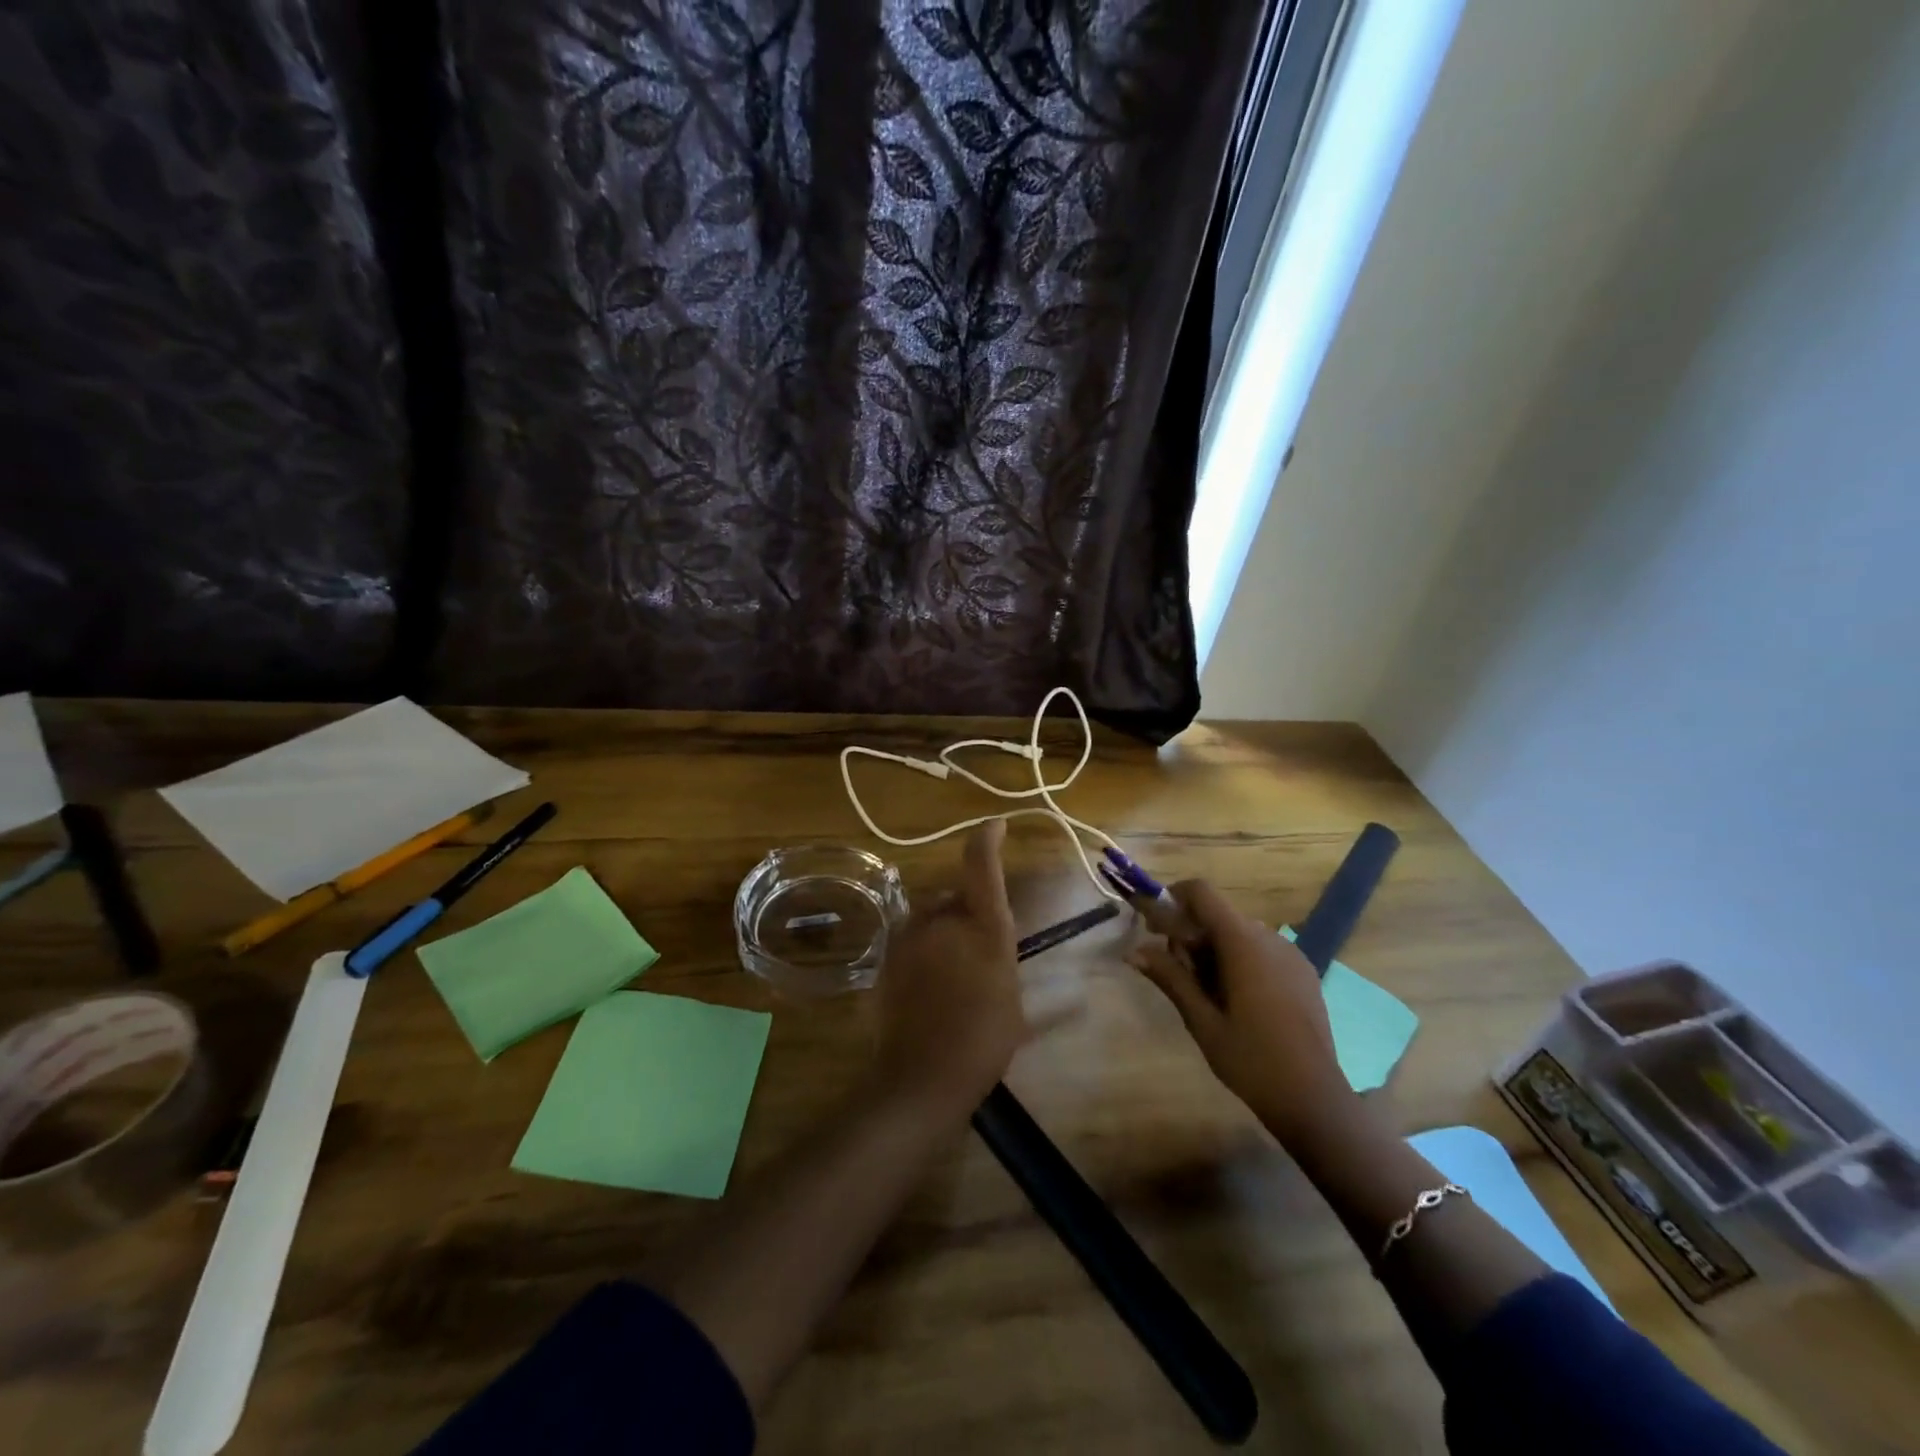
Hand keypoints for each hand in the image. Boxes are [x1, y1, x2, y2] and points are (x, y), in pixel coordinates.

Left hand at [874, 820, 1025, 1118]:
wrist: (922, 1076)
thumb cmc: (982, 1040)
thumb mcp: (1013, 1002)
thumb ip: (1006, 962)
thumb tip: (1025, 958)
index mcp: (983, 927)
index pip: (981, 865)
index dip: (987, 838)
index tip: (995, 825)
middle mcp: (943, 920)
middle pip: (954, 896)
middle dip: (965, 912)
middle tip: (978, 950)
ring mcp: (910, 936)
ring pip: (930, 917)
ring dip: (943, 931)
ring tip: (953, 972)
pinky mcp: (887, 955)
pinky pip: (911, 939)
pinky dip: (923, 950)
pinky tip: (931, 984)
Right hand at [1130, 879, 1353, 1147]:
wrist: (1314, 1099)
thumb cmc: (1251, 1059)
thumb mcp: (1201, 1021)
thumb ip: (1169, 978)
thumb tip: (1133, 951)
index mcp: (1243, 943)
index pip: (1202, 893)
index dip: (1173, 898)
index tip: (1154, 926)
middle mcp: (1270, 938)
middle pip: (1219, 915)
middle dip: (1191, 934)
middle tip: (1177, 974)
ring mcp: (1291, 954)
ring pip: (1240, 933)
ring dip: (1215, 949)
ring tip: (1207, 994)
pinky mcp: (1303, 972)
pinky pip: (1262, 950)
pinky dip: (1240, 960)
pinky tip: (1238, 1001)